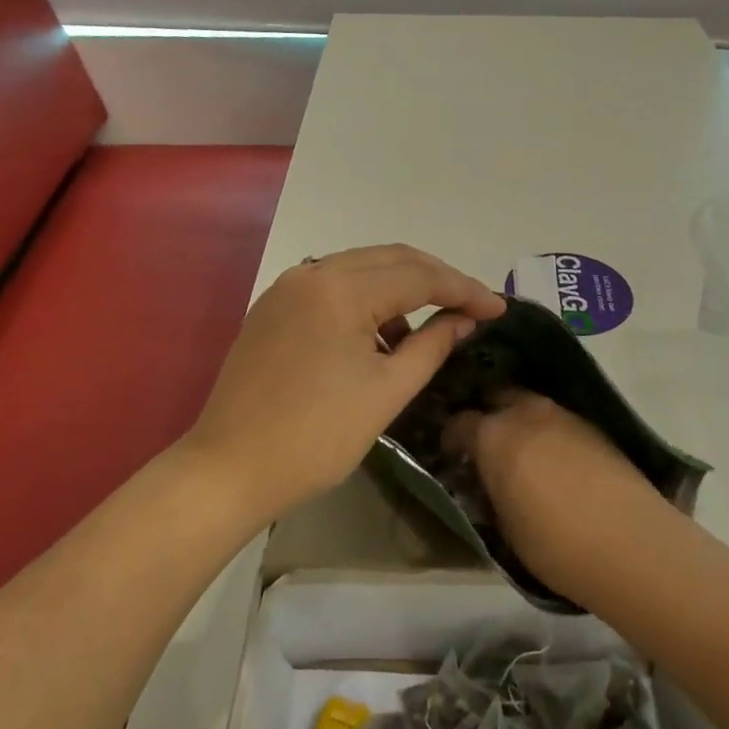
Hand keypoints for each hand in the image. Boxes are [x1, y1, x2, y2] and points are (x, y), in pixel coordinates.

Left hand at [183, 245, 505, 521]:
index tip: (499, 308)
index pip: (419, 276)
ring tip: (425, 330)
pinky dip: (364, 301)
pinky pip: (331, 287)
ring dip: (399, 289)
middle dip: (436, 279)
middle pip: (390, 259)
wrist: (229, 469)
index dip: (464, 289)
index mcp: (340, 289)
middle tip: (473, 306)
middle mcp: (311, 273)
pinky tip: (378, 335)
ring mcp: (287, 288)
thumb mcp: (387, 392)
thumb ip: (432, 345)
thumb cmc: (316, 437)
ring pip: (360, 269)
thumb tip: (465, 319)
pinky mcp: (273, 307)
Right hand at [445, 393, 667, 598]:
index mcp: (494, 435)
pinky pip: (558, 419)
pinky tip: (553, 458)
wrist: (633, 546)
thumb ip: (489, 490)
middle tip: (486, 443)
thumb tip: (486, 479)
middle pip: (497, 396)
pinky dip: (548, 431)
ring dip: (520, 420)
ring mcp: (564, 415)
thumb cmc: (555, 544)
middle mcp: (526, 413)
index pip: (459, 422)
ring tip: (521, 451)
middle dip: (487, 414)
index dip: (451, 438)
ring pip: (530, 404)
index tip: (452, 455)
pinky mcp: (594, 427)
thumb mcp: (504, 525)